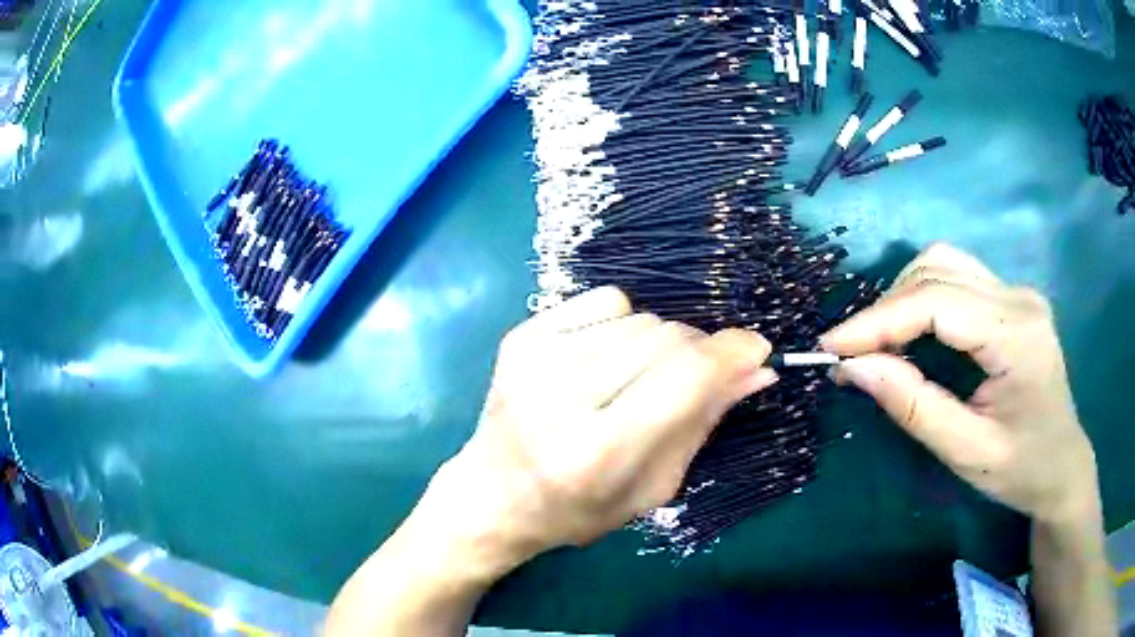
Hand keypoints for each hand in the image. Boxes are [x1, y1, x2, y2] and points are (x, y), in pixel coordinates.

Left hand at [432, 286, 776, 566]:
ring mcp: (535, 359)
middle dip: (698, 352)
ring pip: (640, 317)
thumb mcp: (654, 486)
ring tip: (638, 380)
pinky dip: (622, 323)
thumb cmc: (579, 508)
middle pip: (666, 337)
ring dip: (659, 344)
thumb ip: (705, 422)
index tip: (755, 348)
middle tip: (694, 379)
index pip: (685, 376)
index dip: (731, 352)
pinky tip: (606, 359)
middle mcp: (562, 397)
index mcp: (599, 451)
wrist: (495, 495)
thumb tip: (757, 367)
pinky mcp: (522, 336)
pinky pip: (605, 300)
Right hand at [821, 244, 1097, 524]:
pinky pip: (956, 278)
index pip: (936, 302)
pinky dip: (922, 298)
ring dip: (903, 297)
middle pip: (937, 270)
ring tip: (879, 343)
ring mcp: (1017, 293)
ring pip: (944, 264)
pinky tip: (911, 332)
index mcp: (1016, 335)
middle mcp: (1018, 297)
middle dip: (886, 308)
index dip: (878, 320)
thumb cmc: (1020, 469)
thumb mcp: (966, 452)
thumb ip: (913, 406)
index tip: (831, 347)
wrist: (1062, 466)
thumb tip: (853, 368)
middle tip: (853, 353)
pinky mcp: (1012, 300)